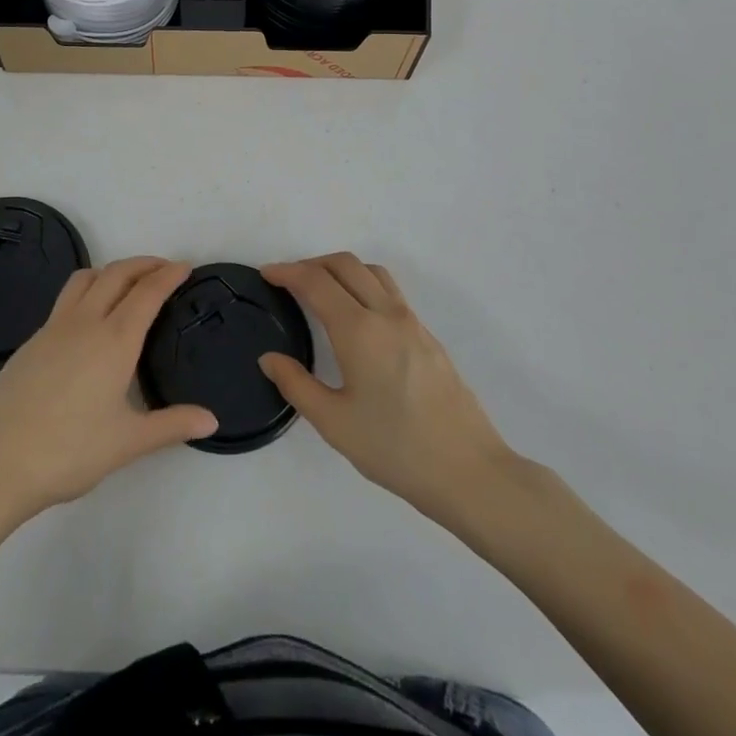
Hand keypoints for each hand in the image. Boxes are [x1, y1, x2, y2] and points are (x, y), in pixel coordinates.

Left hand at [0, 258, 217, 527]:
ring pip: (85, 279)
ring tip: (126, 284)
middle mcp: (85, 322)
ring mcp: (53, 328)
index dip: (168, 275)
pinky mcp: (32, 342)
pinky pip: (65, 300)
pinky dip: (87, 292)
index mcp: (115, 340)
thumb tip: (212, 421)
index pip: (147, 293)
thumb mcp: (128, 442)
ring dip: (111, 271)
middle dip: (143, 264)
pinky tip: (89, 322)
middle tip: (164, 268)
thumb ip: (171, 426)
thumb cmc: (69, 451)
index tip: (185, 266)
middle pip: (116, 274)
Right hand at [260, 254, 533, 530]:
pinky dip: (363, 285)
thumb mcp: (335, 424)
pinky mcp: (427, 335)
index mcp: (359, 330)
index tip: (266, 274)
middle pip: (345, 264)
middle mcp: (386, 314)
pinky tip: (356, 317)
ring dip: (341, 269)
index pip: (316, 282)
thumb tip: (270, 359)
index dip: (287, 271)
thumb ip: (297, 385)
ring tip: (321, 291)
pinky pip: (389, 291)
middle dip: (311, 264)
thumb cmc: (395, 449)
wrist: (469, 471)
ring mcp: (412, 322)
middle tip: (288, 281)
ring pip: (371, 272)